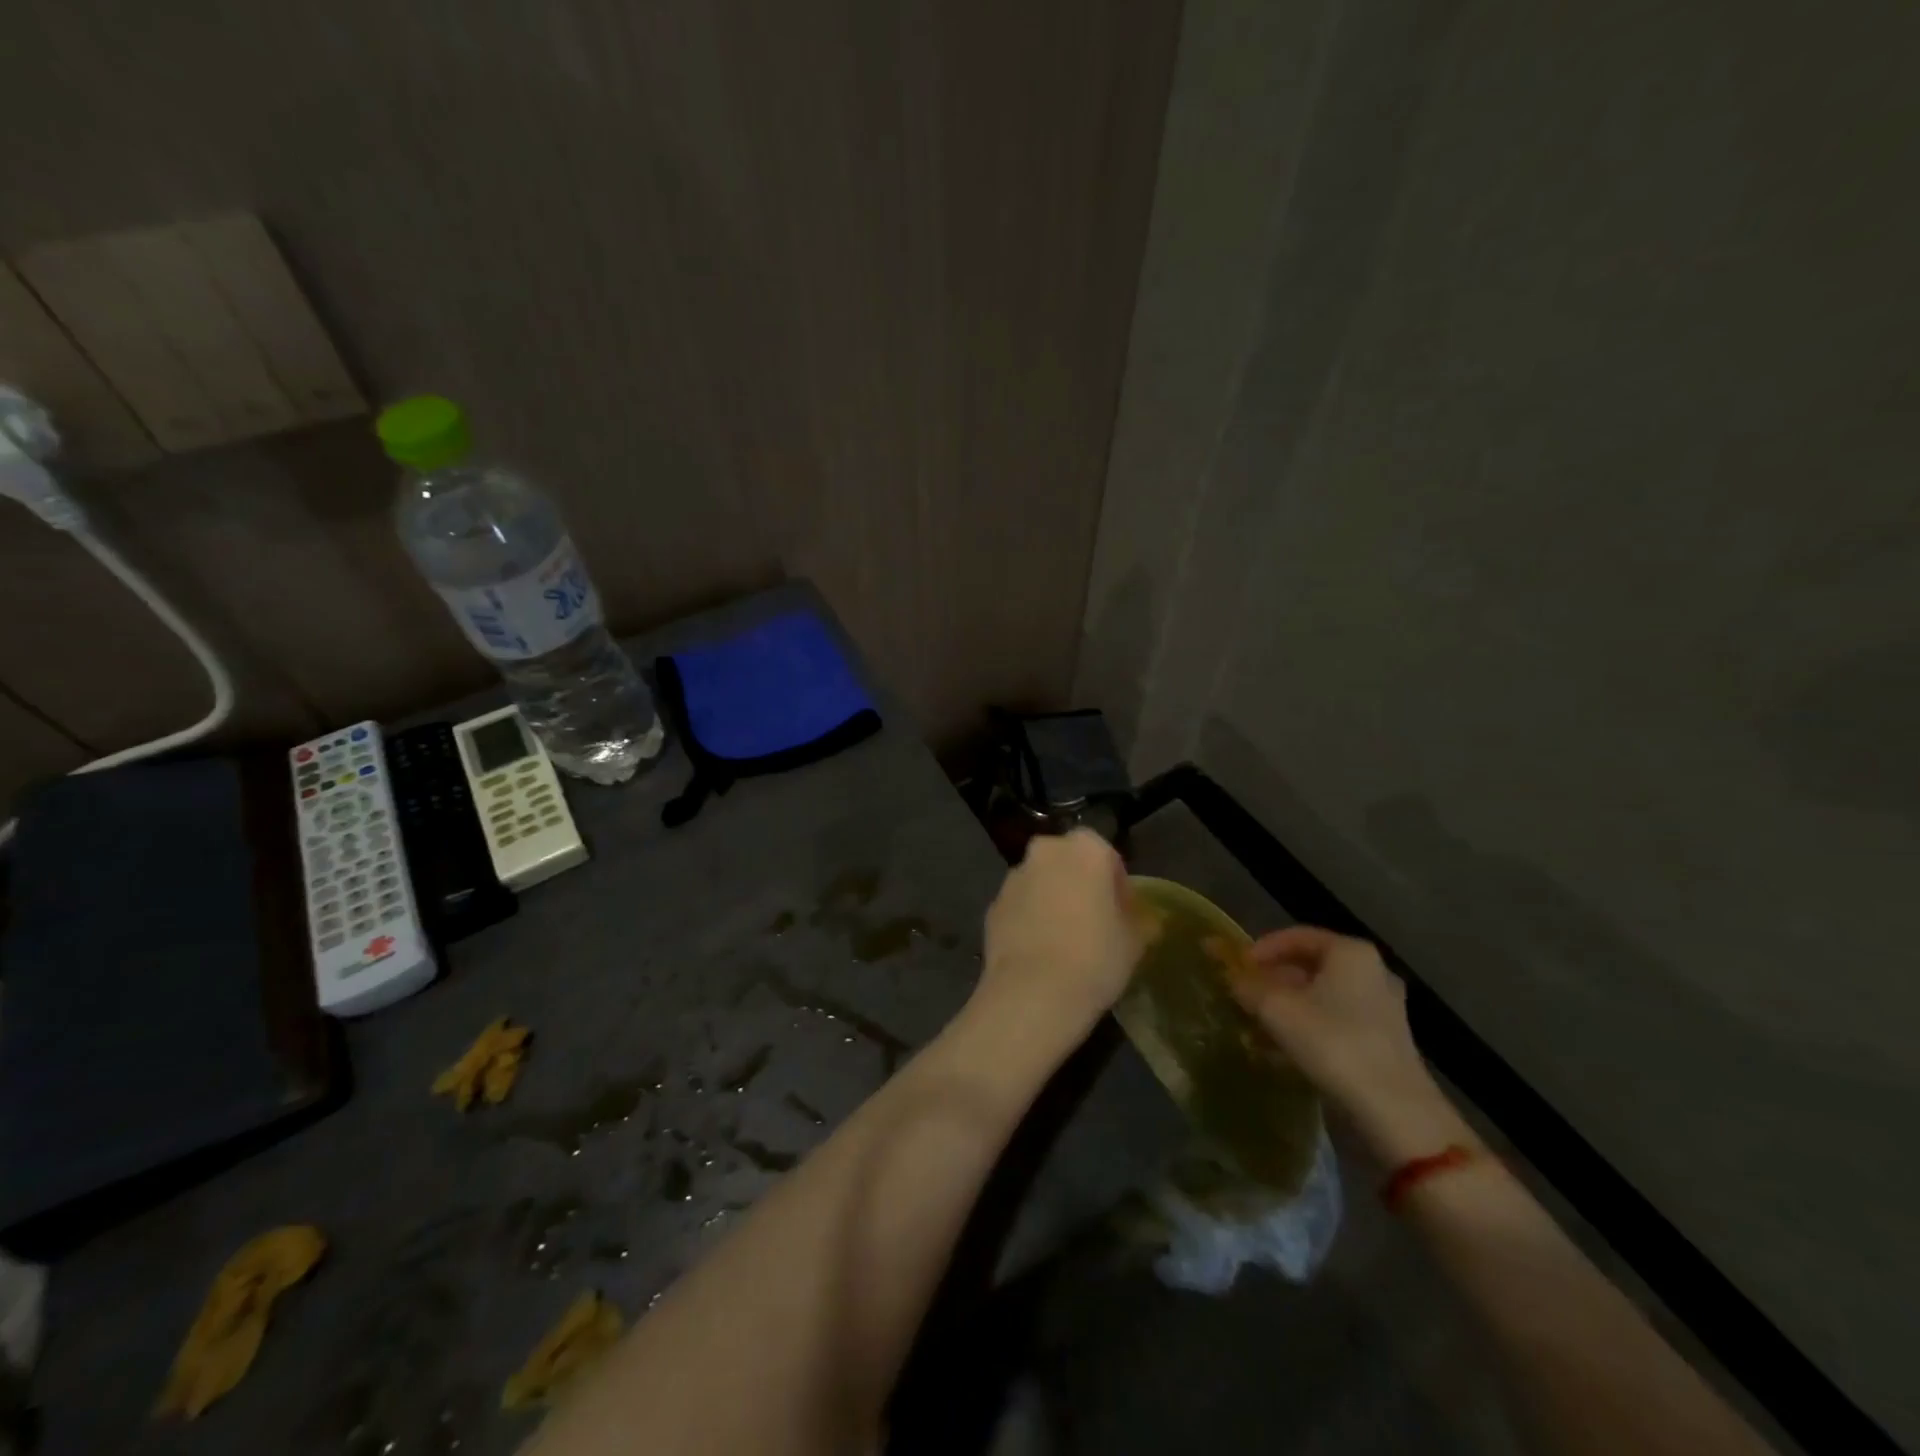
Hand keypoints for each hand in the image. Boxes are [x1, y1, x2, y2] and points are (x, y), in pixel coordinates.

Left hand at [976, 829, 1141, 1039]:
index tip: (1122, 912)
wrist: (1033, 992)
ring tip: (1064, 940)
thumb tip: (1143, 919)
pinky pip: (1019, 906)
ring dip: (1051, 899)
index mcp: (1085, 849)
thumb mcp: (1135, 941)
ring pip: (1040, 882)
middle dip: (1079, 884)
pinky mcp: (992, 906)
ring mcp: (1013, 878)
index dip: (1116, 882)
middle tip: (1094, 920)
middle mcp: (1045, 852)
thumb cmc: (1095, 957)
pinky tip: (1039, 951)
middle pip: (1067, 862)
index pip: (1106, 854)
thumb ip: (1139, 920)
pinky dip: (1028, 919)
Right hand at [1228, 927, 1452, 1158]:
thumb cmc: (1333, 1043)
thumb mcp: (1276, 1009)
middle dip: (1273, 981)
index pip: (1296, 936)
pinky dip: (1308, 1028)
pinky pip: (1337, 1021)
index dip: (1261, 949)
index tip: (1237, 969)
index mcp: (1350, 952)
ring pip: (1322, 997)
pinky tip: (1283, 1051)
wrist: (1395, 1112)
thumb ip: (1247, 985)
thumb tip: (1228, 973)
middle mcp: (1372, 972)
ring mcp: (1383, 1008)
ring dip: (1287, 1008)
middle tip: (1244, 997)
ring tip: (1257, 1027)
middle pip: (1310, 967)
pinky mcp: (1386, 1041)